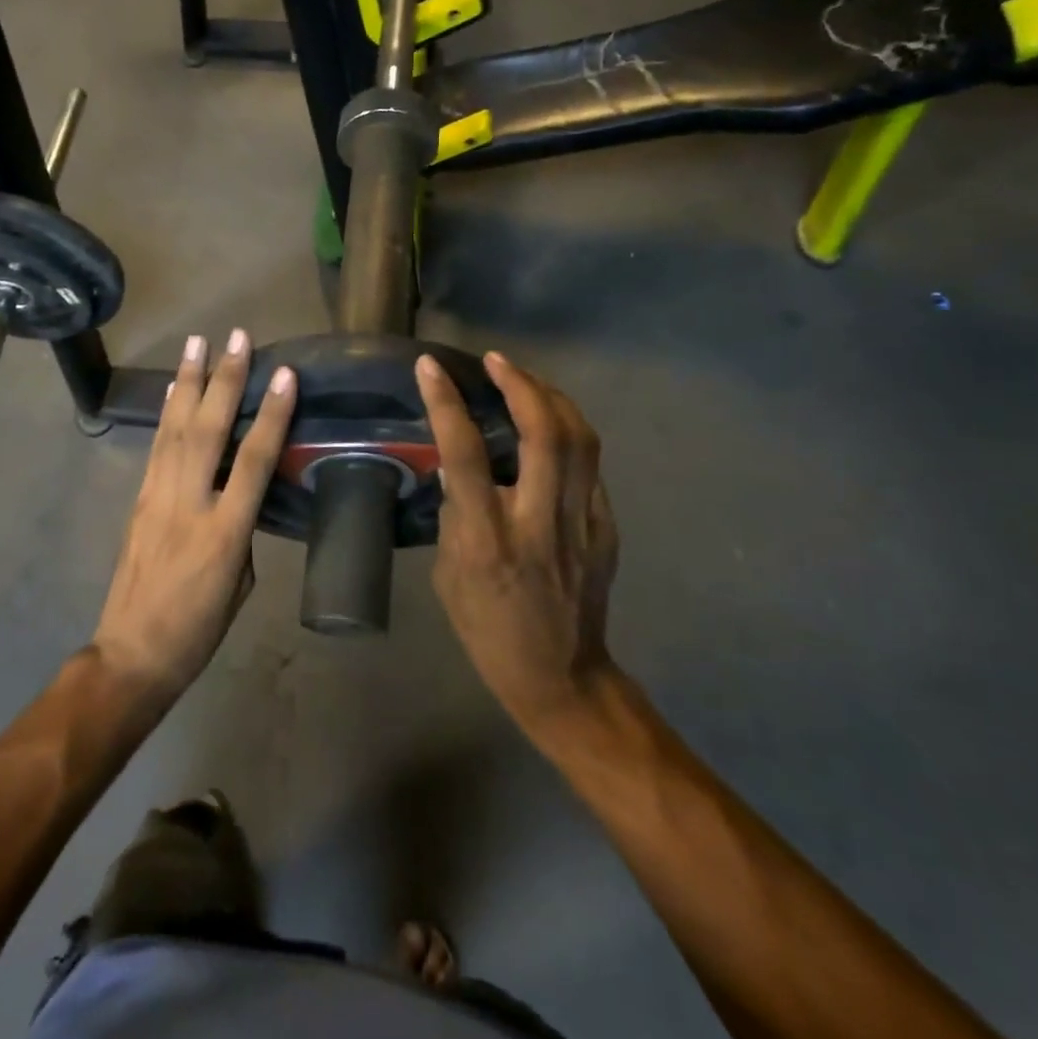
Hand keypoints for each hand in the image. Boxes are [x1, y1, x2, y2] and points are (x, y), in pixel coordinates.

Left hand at [93, 329, 296, 707]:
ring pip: (175, 430)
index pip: (253, 461)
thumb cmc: (199, 628)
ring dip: (189, 382)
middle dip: (224, 379)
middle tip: (237, 337)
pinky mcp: (139, 500)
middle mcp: (188, 504)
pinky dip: (167, 413)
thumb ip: (243, 530)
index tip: (285, 375)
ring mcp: (158, 499)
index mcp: (225, 533)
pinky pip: (156, 448)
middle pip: (207, 431)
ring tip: (198, 342)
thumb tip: (238, 494)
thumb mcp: (241, 584)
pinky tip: (176, 389)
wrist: (133, 653)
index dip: (271, 415)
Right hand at [415, 351, 619, 733]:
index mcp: (488, 538)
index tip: (431, 366)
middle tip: (495, 360)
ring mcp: (582, 524)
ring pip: (580, 439)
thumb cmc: (488, 631)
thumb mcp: (448, 575)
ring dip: (551, 397)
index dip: (447, 402)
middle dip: (519, 384)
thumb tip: (458, 469)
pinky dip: (569, 433)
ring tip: (525, 379)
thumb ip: (454, 515)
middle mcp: (538, 522)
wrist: (560, 678)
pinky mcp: (606, 529)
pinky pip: (591, 466)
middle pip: (542, 433)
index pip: (465, 453)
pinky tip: (551, 426)